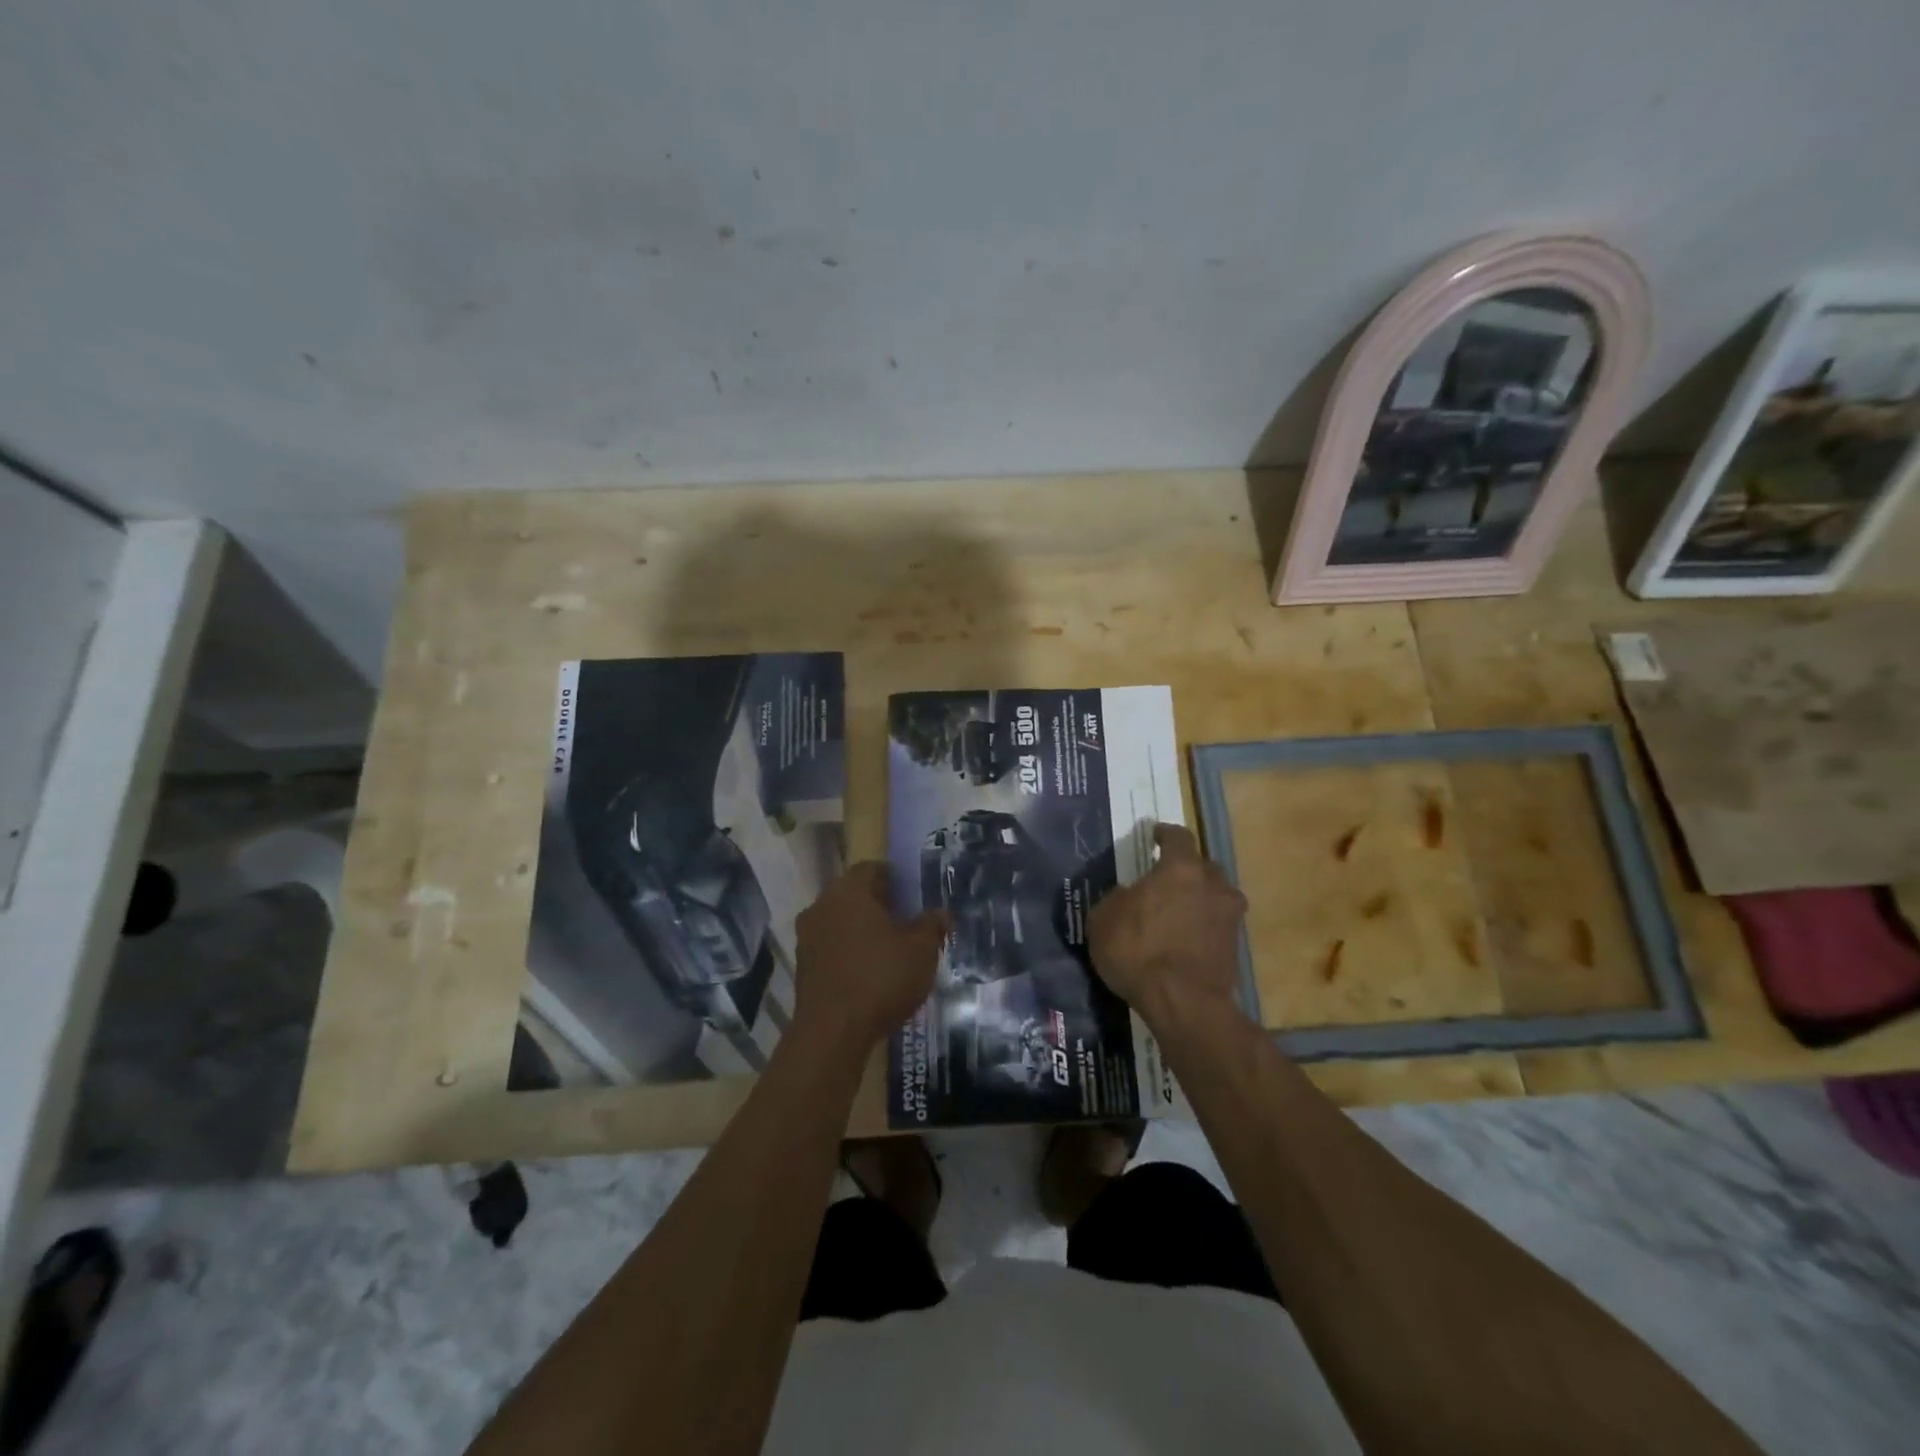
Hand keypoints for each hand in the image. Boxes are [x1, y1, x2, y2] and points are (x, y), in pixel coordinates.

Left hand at [792, 862, 947, 1054]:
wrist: (832, 1033)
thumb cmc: (881, 978)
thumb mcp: (921, 951)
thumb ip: (932, 926)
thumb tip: (940, 912)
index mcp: (849, 891)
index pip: (871, 868)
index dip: (894, 878)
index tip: (912, 894)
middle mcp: (822, 906)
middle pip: (853, 894)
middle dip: (878, 904)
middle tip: (905, 920)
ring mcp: (807, 937)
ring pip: (840, 921)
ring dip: (862, 929)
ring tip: (890, 949)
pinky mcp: (802, 966)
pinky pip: (830, 946)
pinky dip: (848, 951)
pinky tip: (869, 972)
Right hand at [1089, 823, 1246, 1029]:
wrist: (1183, 1003)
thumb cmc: (1138, 951)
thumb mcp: (1104, 920)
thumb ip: (1116, 899)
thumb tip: (1128, 895)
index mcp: (1181, 868)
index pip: (1178, 837)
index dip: (1165, 834)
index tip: (1155, 835)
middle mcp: (1212, 885)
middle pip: (1203, 866)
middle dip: (1185, 870)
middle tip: (1165, 881)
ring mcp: (1229, 917)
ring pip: (1215, 897)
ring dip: (1198, 900)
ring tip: (1177, 913)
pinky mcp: (1236, 948)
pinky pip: (1216, 926)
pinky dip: (1203, 928)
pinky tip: (1184, 940)